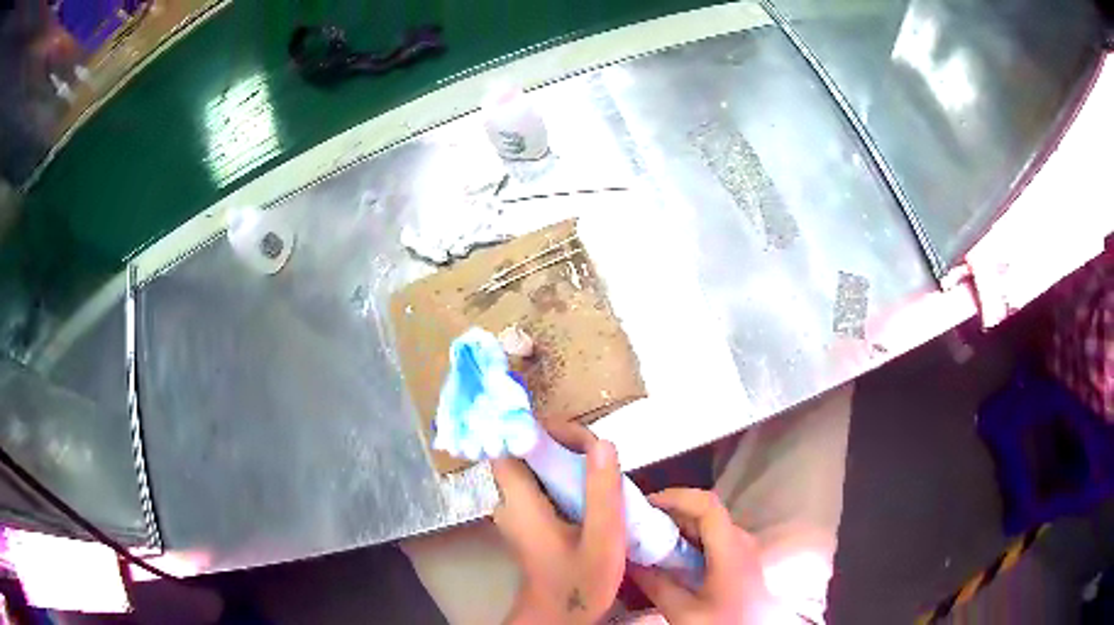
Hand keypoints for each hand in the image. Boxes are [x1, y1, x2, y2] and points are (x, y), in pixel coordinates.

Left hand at [492, 427, 625, 623]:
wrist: (559, 616)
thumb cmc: (578, 584)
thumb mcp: (602, 540)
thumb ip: (602, 494)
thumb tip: (603, 443)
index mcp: (519, 503)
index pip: (510, 446)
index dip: (538, 430)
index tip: (578, 435)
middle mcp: (509, 502)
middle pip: (527, 453)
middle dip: (564, 444)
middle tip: (602, 455)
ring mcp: (516, 511)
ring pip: (537, 468)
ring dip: (568, 461)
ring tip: (604, 471)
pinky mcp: (527, 520)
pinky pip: (543, 485)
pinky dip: (566, 479)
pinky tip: (594, 492)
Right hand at [630, 489, 791, 623]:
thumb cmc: (722, 622)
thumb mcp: (683, 612)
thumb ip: (656, 585)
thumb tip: (628, 561)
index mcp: (730, 548)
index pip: (707, 505)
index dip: (676, 497)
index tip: (645, 505)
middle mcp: (740, 540)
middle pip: (706, 511)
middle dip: (670, 512)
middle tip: (637, 523)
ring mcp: (743, 548)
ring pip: (709, 524)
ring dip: (678, 525)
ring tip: (648, 538)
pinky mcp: (740, 558)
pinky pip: (712, 537)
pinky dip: (688, 538)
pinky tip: (670, 556)